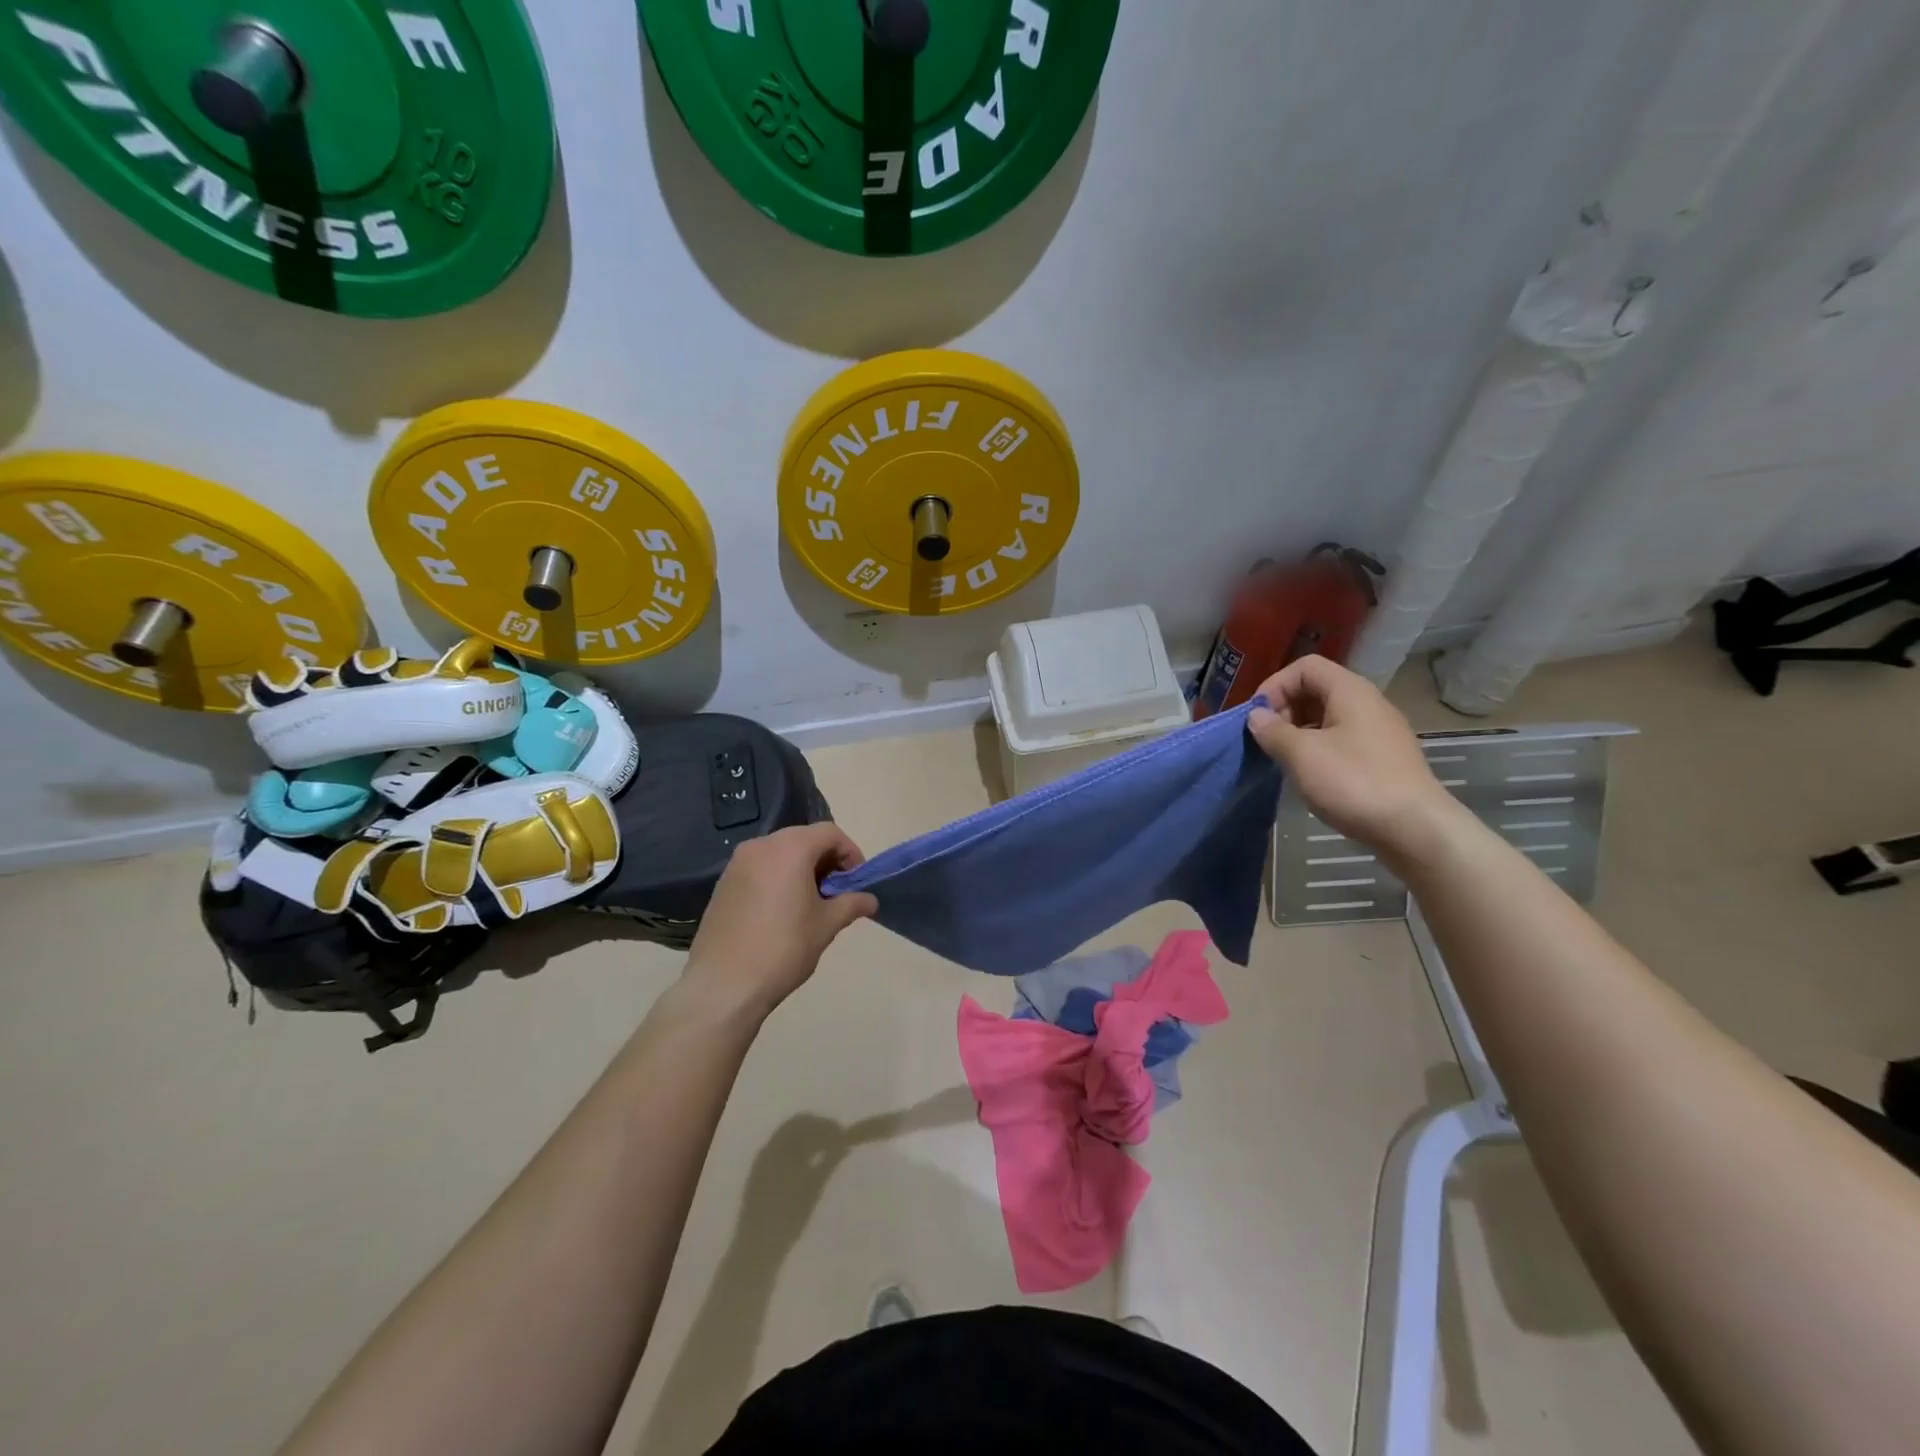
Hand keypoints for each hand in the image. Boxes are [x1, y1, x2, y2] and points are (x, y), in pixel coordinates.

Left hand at [682, 824, 877, 1019]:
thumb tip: (870, 900)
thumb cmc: (783, 948)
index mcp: (790, 848)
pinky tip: (782, 910)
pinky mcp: (723, 883)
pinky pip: (760, 868)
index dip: (850, 853)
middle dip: (826, 860)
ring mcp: (737, 863)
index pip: (830, 833)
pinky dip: (778, 877)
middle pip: (804, 838)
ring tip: (811, 903)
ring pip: (780, 852)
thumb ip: (851, 904)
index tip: (857, 881)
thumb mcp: (826, 925)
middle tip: (837, 892)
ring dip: (802, 868)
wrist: (723, 985)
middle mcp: (761, 846)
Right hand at [1246, 656, 1460, 857]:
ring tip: (1283, 759)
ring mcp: (1379, 731)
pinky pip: (1342, 739)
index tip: (1257, 717)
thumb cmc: (1354, 782)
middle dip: (1285, 709)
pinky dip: (1318, 748)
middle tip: (1267, 739)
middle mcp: (1368, 703)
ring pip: (1328, 717)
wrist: (1415, 828)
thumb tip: (1257, 716)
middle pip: (1317, 689)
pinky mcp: (1383, 757)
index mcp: (1350, 691)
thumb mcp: (1302, 755)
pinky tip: (1310, 774)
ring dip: (1299, 731)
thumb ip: (1273, 731)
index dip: (1275, 685)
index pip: (1305, 667)